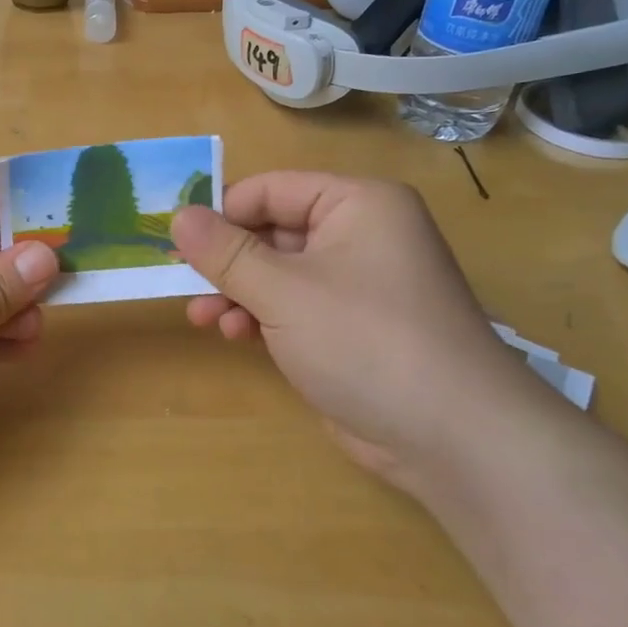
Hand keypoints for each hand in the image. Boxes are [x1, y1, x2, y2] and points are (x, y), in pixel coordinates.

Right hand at [172, 172, 547, 491]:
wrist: (452, 437)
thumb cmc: (364, 340)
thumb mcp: (282, 291)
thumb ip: (225, 252)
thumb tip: (178, 216)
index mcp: (357, 204)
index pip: (271, 189)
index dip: (221, 212)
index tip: (175, 240)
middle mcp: (360, 234)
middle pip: (272, 231)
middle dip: (226, 260)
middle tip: (182, 283)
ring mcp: (357, 284)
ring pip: (277, 272)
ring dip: (236, 292)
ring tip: (203, 317)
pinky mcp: (351, 327)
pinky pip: (293, 305)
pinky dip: (260, 315)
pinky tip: (234, 335)